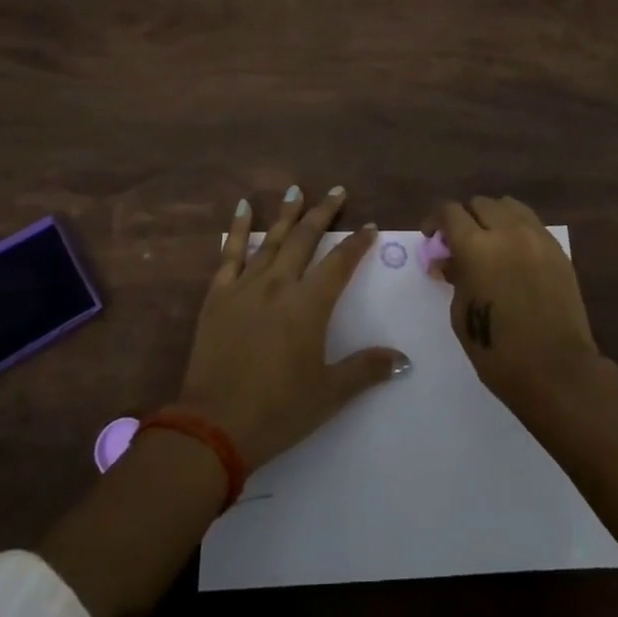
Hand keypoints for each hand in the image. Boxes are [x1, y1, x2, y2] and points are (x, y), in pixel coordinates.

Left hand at [176, 186, 408, 471]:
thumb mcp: (329, 394)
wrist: (214, 426)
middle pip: (304, 239)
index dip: (357, 243)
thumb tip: (403, 359)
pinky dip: (236, 229)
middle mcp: (279, 285)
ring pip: (269, 239)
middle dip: (323, 213)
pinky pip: (229, 254)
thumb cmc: (278, 410)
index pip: (339, 263)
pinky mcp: (217, 296)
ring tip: (295, 190)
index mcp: (309, 305)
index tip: (369, 226)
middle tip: (336, 191)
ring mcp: (245, 287)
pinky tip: (241, 208)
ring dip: (285, 214)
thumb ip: (366, 370)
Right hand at [426, 196, 601, 414]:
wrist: (557, 370)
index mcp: (477, 247)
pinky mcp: (557, 250)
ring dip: (492, 217)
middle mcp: (508, 232)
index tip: (432, 237)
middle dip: (464, 218)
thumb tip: (448, 260)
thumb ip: (455, 277)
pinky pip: (531, 224)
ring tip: (488, 242)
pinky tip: (513, 254)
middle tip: (459, 243)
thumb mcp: (461, 314)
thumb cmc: (498, 351)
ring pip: (508, 206)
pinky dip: (516, 229)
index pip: (450, 213)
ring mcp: (537, 238)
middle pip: (480, 204)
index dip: (435, 221)